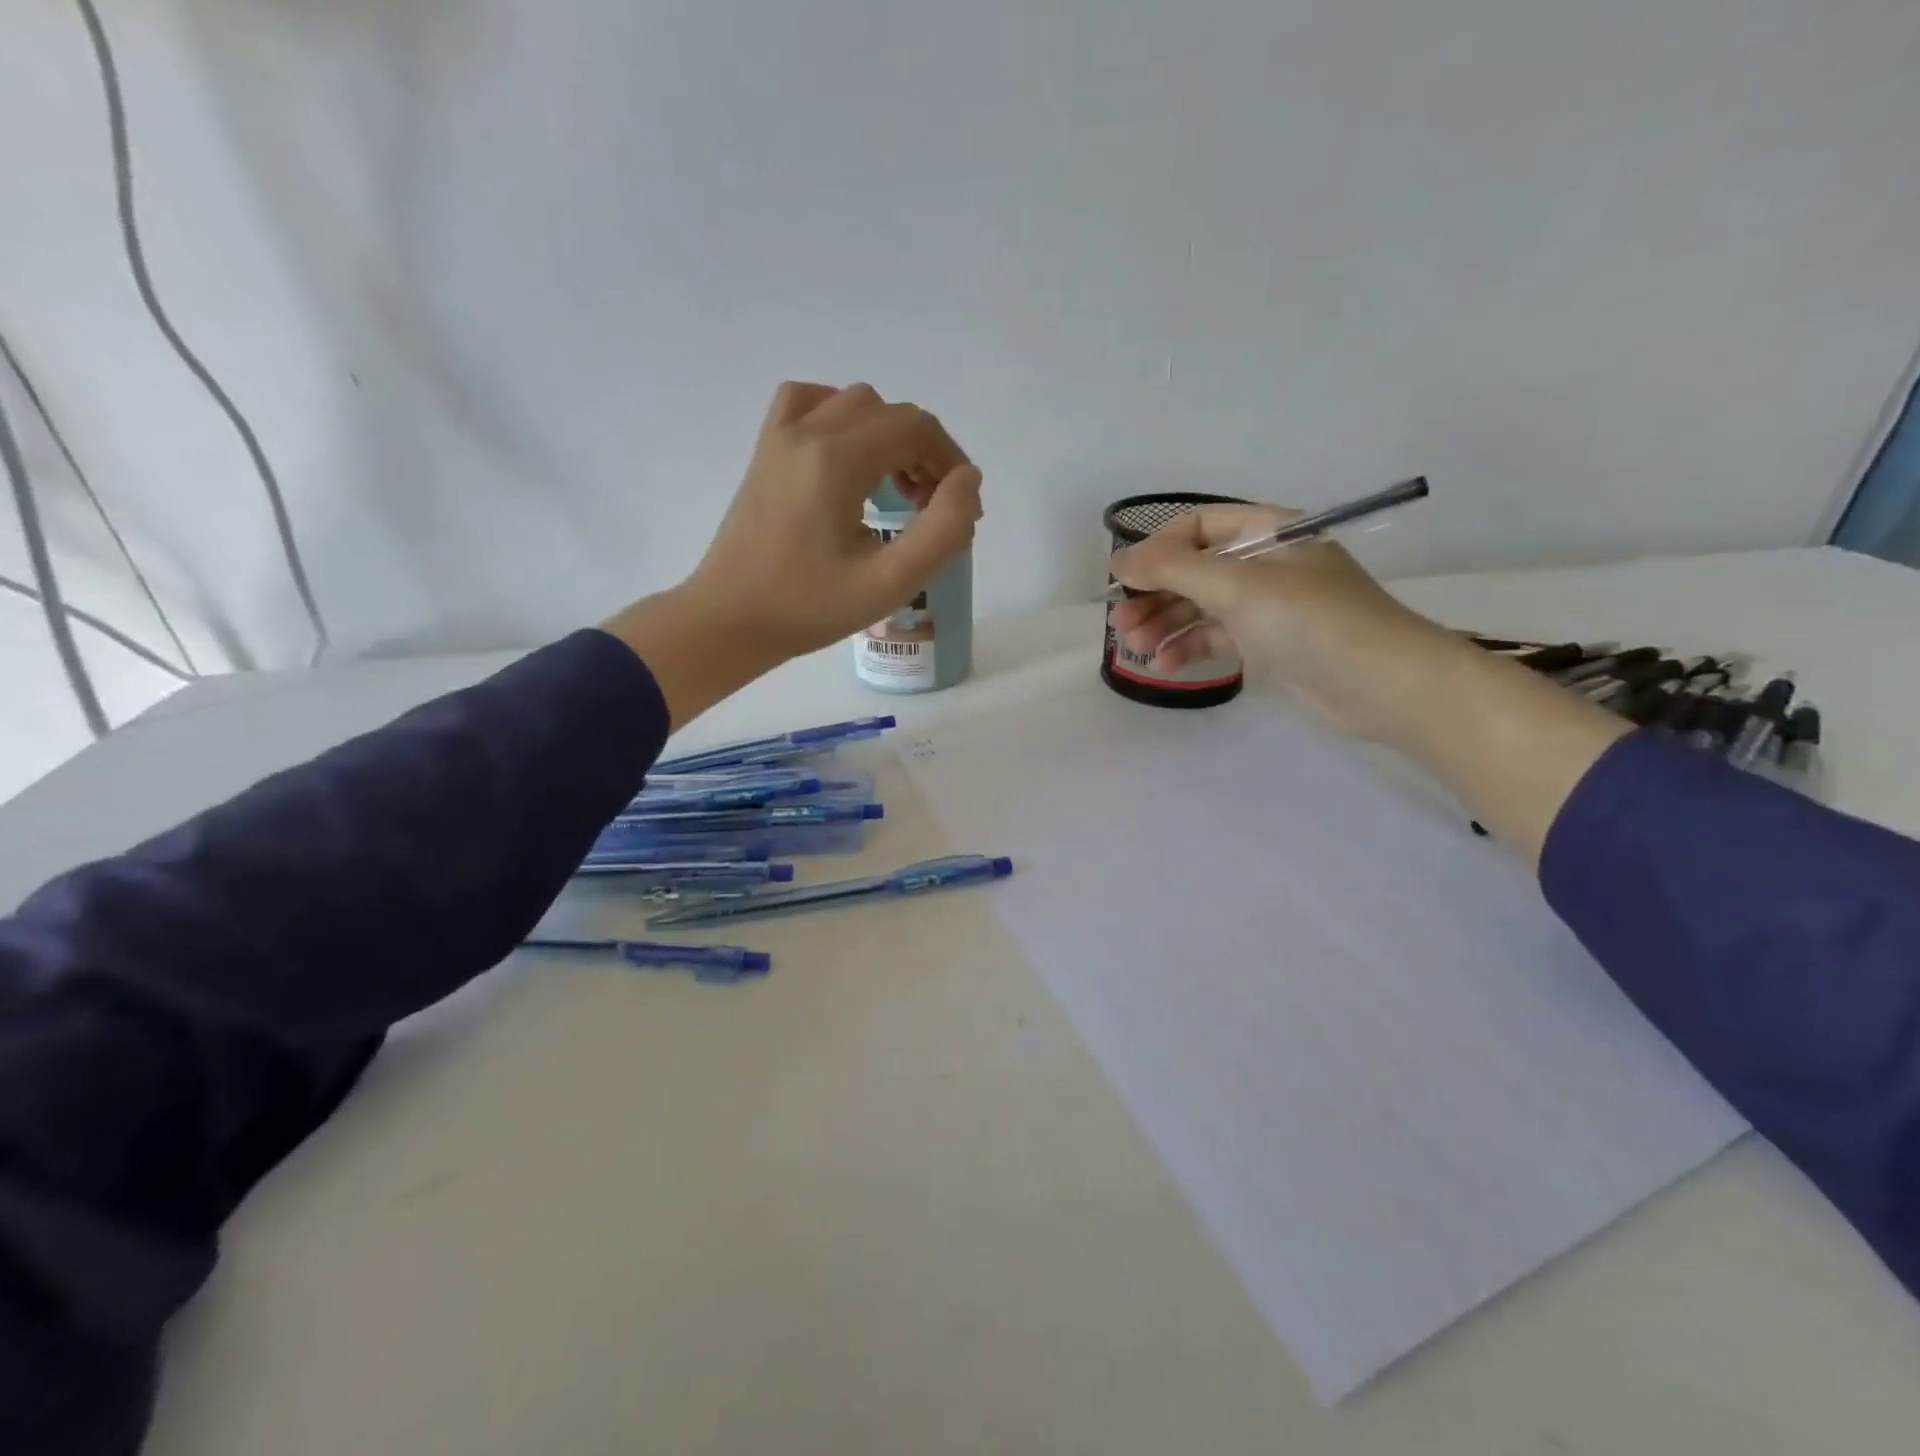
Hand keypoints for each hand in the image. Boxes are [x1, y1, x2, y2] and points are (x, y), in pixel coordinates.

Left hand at [605, 382, 981, 728]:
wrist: (730, 620)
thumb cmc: (809, 608)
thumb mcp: (890, 582)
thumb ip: (943, 531)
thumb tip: (968, 481)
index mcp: (837, 459)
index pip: (916, 427)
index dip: (951, 461)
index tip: (959, 508)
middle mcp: (807, 431)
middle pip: (889, 413)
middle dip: (924, 452)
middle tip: (931, 509)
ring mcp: (779, 437)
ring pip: (853, 404)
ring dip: (888, 436)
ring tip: (895, 489)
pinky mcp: (765, 452)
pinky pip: (808, 403)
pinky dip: (842, 418)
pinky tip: (849, 457)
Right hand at [1112, 500, 1630, 863]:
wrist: (1382, 684)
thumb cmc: (1309, 621)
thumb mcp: (1236, 586)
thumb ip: (1172, 569)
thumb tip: (1119, 560)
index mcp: (1267, 531)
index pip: (1197, 526)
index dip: (1156, 550)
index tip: (1123, 581)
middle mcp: (1266, 562)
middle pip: (1195, 569)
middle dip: (1154, 594)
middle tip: (1120, 624)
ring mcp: (1269, 605)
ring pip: (1203, 606)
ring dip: (1166, 623)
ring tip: (1135, 648)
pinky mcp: (1271, 643)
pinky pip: (1219, 636)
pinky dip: (1190, 647)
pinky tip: (1164, 665)